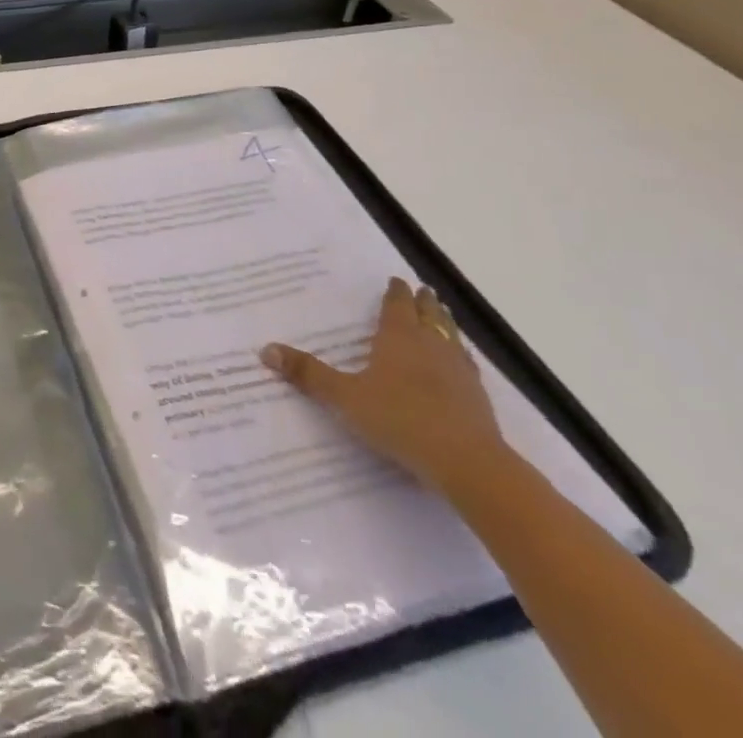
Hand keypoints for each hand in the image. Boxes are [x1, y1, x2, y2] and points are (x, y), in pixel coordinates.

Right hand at [261, 276, 507, 495]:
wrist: (467, 462)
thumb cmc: (400, 420)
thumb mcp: (345, 397)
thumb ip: (308, 374)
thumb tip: (265, 349)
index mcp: (398, 337)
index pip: (397, 304)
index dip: (395, 292)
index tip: (395, 280)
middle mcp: (431, 345)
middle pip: (428, 314)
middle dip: (423, 301)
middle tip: (422, 290)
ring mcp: (459, 370)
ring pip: (452, 335)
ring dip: (445, 323)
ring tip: (443, 315)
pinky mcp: (477, 396)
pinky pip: (467, 365)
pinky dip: (461, 356)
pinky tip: (462, 364)